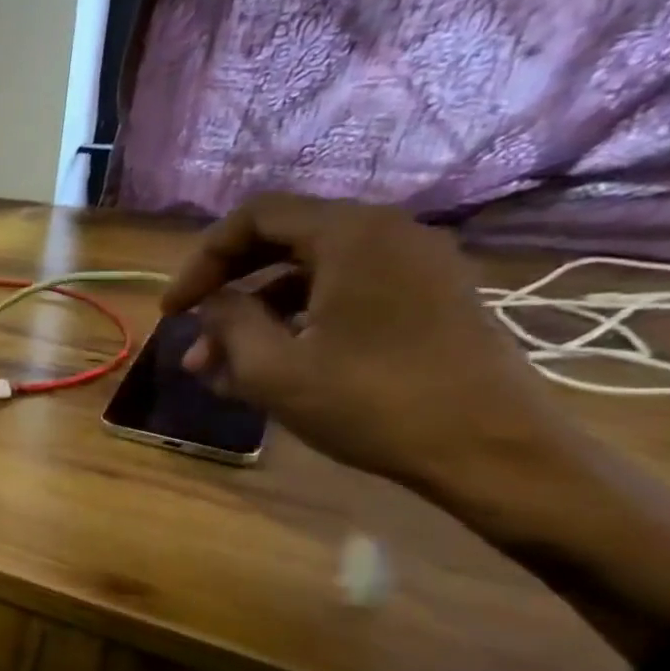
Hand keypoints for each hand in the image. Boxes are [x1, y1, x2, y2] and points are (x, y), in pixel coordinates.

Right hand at [161, 193, 556, 489]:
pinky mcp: (429, 302)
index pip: (254, 216)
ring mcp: (415, 268)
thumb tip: (214, 303)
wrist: (494, 454)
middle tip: (189, 331)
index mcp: (351, 235)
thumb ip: (228, 322)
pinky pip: (343, 295)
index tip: (175, 311)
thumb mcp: (272, 367)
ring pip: (308, 275)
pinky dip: (296, 323)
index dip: (202, 259)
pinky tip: (266, 369)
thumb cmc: (372, 403)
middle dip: (225, 288)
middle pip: (281, 240)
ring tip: (216, 369)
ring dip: (255, 315)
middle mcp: (388, 235)